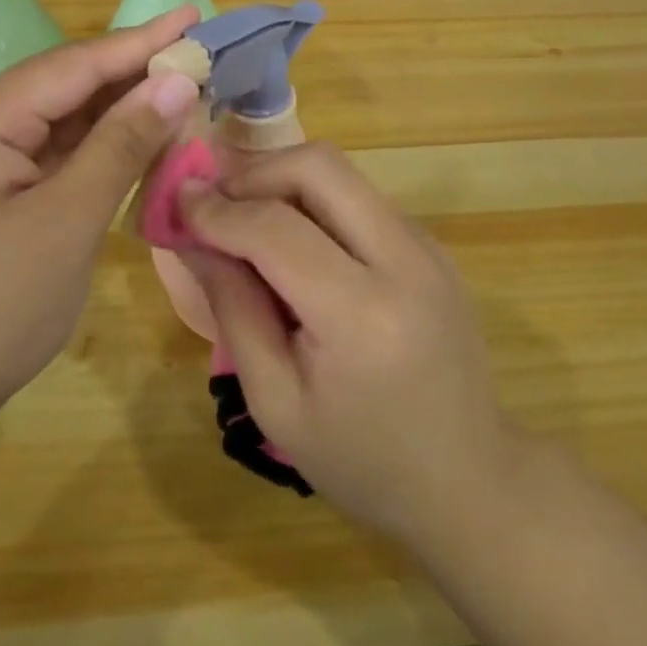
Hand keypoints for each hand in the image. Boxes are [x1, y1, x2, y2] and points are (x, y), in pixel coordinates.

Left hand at [0, 8, 202, 437]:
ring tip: (179, 90)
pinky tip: (136, 139)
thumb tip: (176, 83)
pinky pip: (49, 153)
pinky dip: (95, 147)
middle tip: (196, 54)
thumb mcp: (68, 222)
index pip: (73, 67)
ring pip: (60, 120)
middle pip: (65, 86)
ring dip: (117, 111)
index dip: (140, 42)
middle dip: (132, 74)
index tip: (193, 16)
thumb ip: (122, 145)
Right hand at [180, 145, 512, 547]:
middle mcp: (404, 259)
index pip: (276, 229)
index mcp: (363, 315)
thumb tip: (192, 235)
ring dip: (284, 182)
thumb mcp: (276, 401)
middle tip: (216, 203)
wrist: (468, 478)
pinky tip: (295, 242)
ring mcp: (426, 244)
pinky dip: (315, 201)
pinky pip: (360, 197)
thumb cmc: (361, 459)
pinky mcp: (431, 243)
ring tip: (246, 220)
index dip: (218, 209)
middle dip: (256, 172)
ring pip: (341, 174)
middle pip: (319, 167)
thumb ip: (232, 307)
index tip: (178, 202)